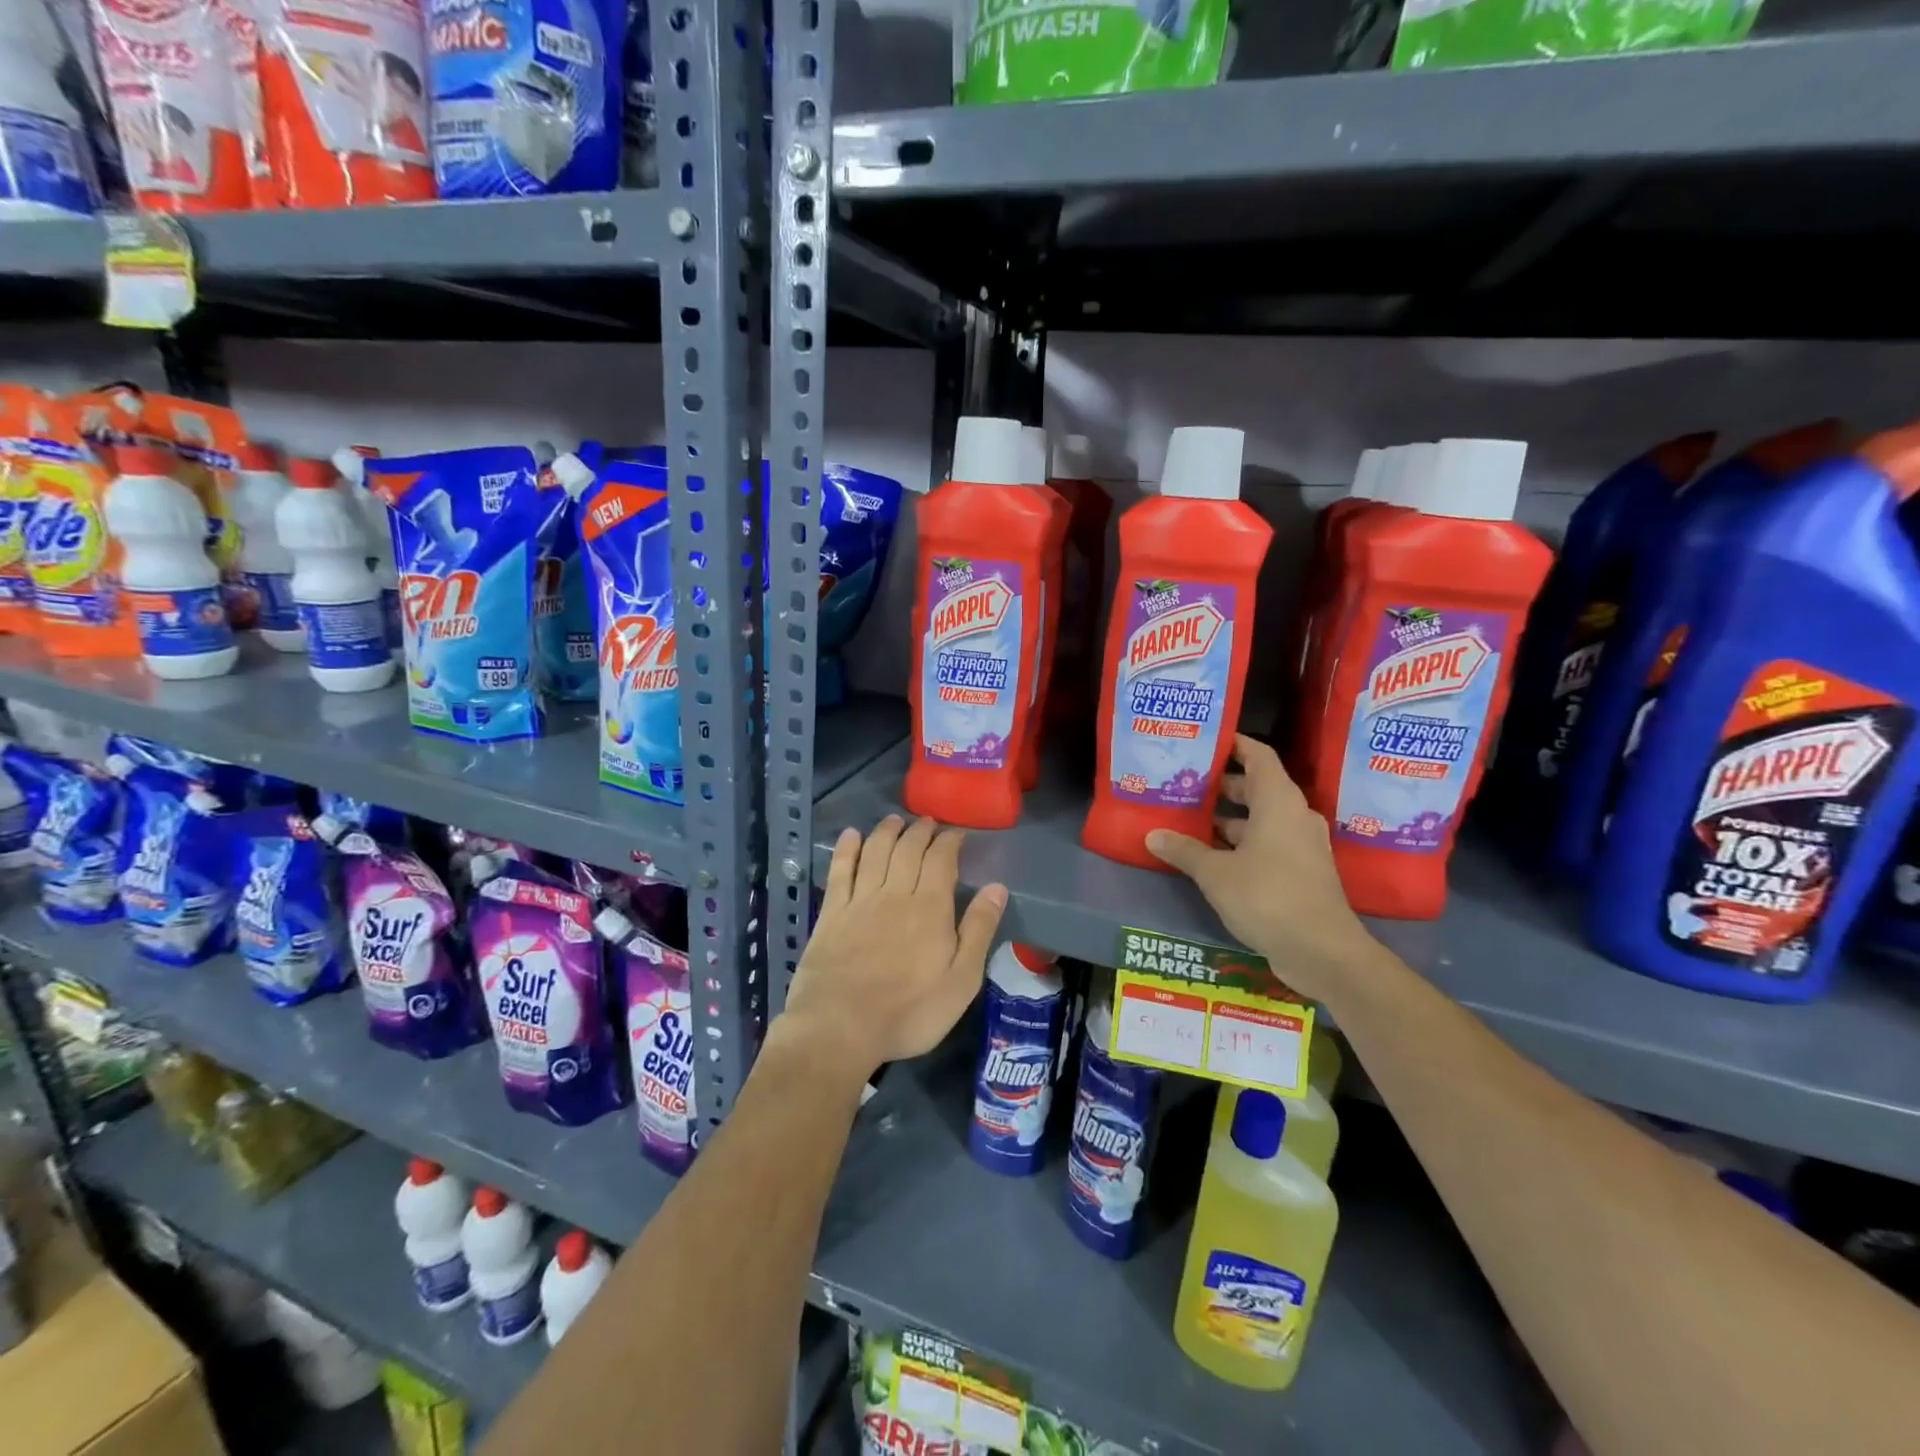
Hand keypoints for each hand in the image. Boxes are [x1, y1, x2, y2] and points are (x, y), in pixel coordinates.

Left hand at [780, 815, 1007, 1078]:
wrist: (840, 1027)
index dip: (949, 842)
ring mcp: (859, 901)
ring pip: (875, 852)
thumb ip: (978, 930)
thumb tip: (997, 888)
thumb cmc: (909, 1011)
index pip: (941, 860)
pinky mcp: (831, 913)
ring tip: (895, 820)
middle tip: (927, 822)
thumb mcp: (961, 980)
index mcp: (930, 907)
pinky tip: (851, 835)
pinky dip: (847, 849)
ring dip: (886, 832)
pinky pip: (840, 871)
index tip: (956, 833)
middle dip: (920, 831)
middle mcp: (895, 893)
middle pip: (908, 850)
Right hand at [1146, 735, 1377, 1003]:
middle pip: (1258, 786)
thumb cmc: (1267, 896)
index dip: (1235, 744)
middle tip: (1187, 783)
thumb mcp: (1215, 873)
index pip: (1258, 756)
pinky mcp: (1303, 871)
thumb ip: (1184, 850)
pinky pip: (1270, 842)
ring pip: (1263, 818)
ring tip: (1192, 819)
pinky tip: (1213, 855)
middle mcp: (1295, 816)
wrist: (1322, 950)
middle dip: (1223, 785)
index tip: (1207, 741)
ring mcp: (1303, 845)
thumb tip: (1153, 835)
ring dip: (1231, 818)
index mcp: (1278, 802)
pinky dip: (1243, 842)